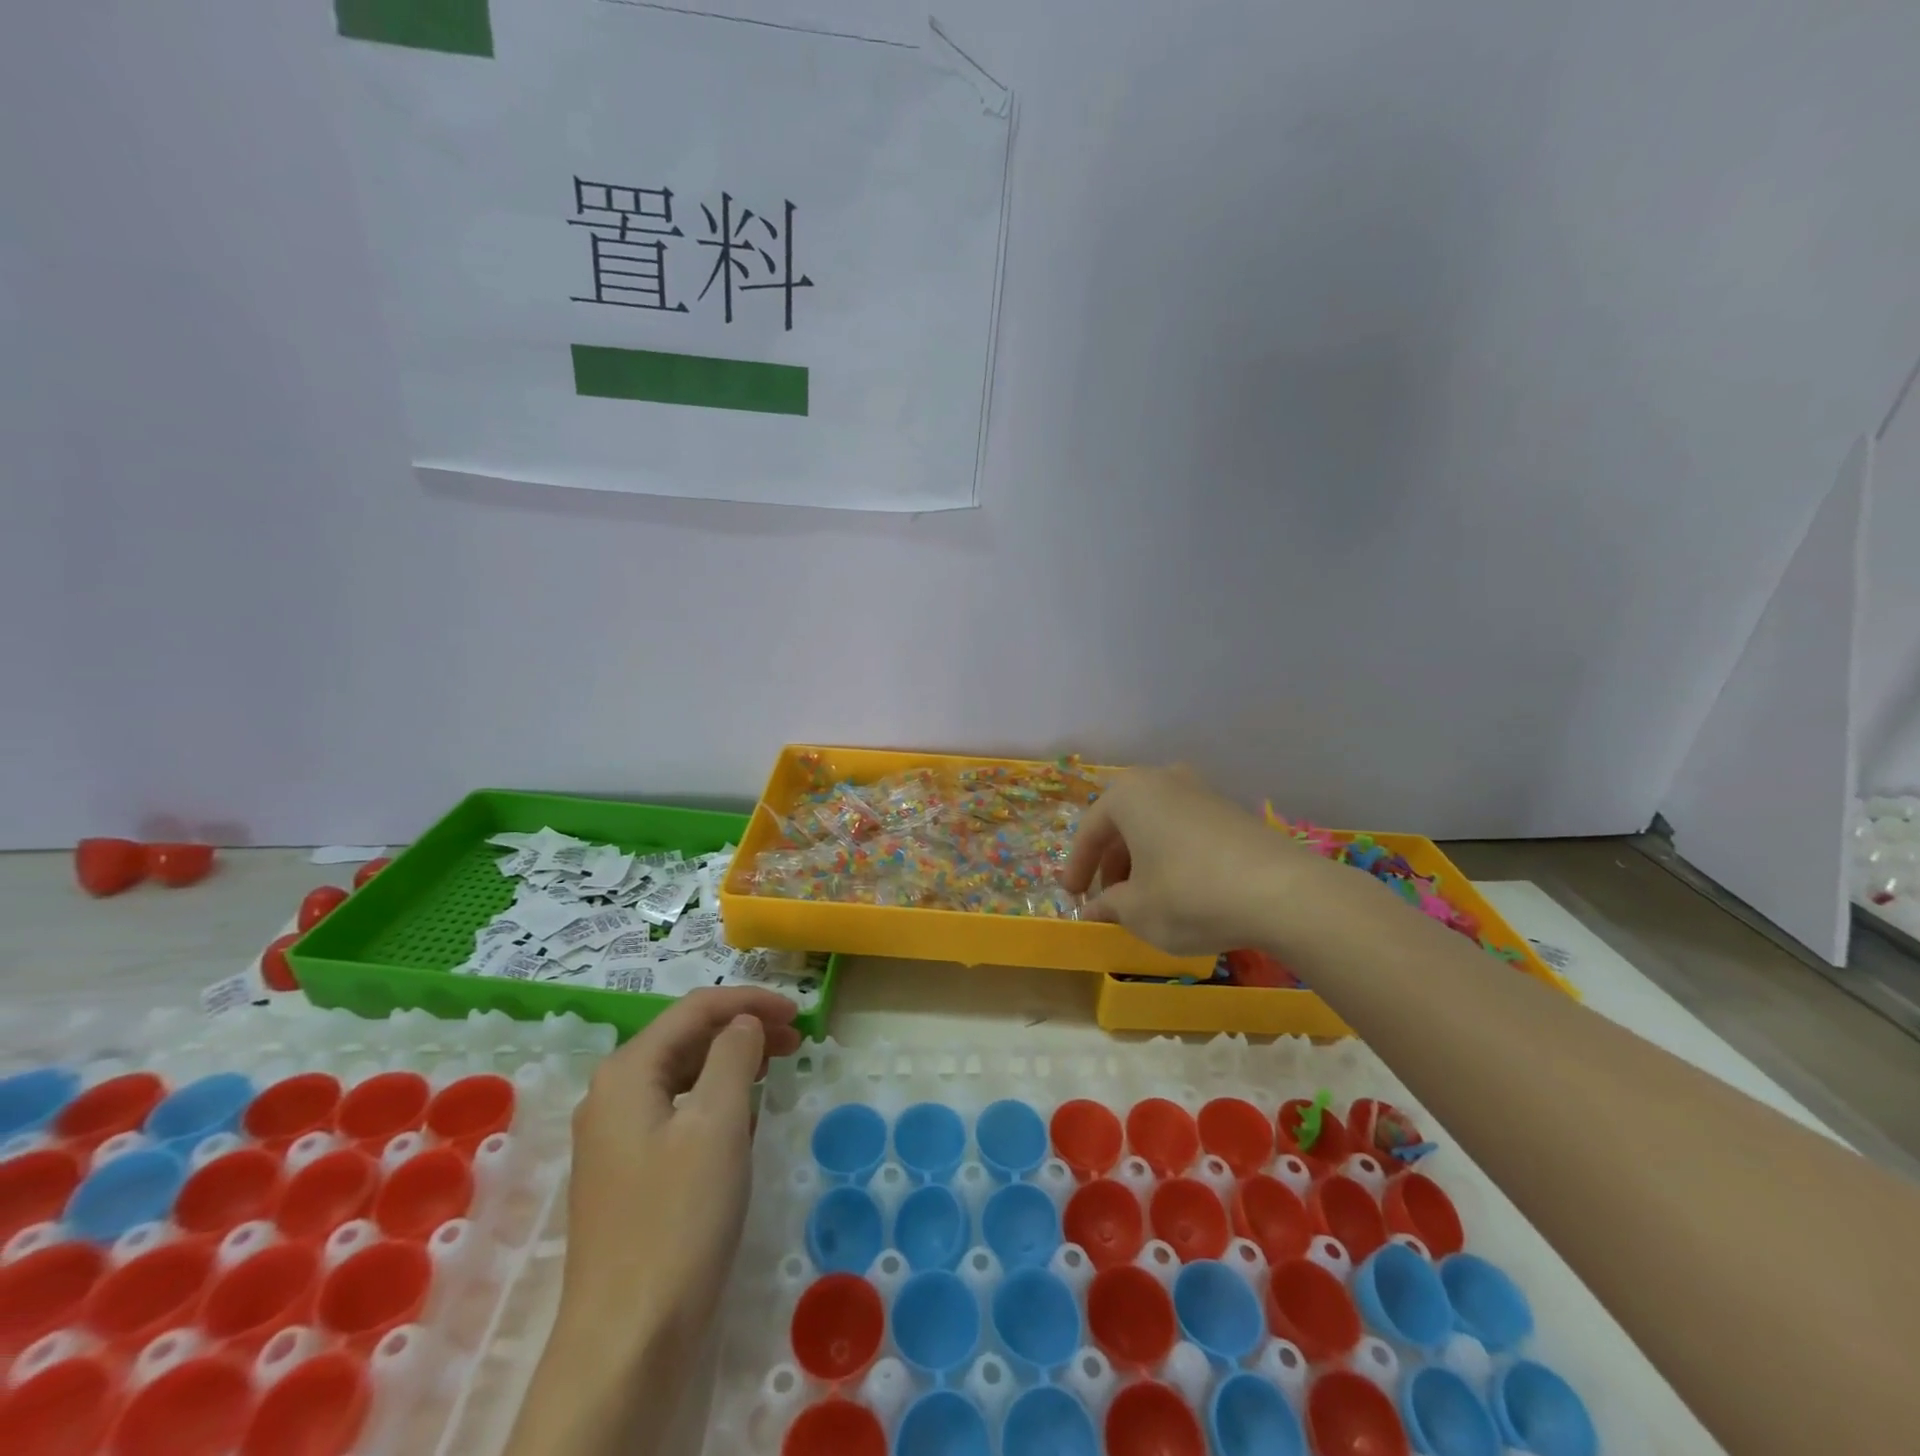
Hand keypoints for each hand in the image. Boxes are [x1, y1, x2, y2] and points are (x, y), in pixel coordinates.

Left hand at [557, 986, 802, 1353]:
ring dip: (731, 1063)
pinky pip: (677, 1112)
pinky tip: (743, 1119)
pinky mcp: (627, 1174)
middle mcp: (612, 1095)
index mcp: (628, 1072)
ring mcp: (615, 1138)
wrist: (628, 1341)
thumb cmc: (678, 1218)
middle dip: (743, 1030)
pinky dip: (715, 1100)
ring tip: (776, 1069)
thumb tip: (743, 1024)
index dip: (750, 1002)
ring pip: (682, 1075)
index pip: (695, 1009)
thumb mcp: (717, 1122)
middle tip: (797, 1041)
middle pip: (686, 1038)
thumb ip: (733, 1056)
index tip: (799, 1014)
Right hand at [1064, 768, 1322, 953]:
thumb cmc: (1188, 894)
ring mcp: (1201, 792)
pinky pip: (1185, 832)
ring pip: (1155, 827)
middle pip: (1123, 824)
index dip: (1077, 868)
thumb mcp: (1136, 909)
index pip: (1090, 831)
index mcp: (1129, 794)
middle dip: (1111, 863)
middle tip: (1107, 899)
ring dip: (1141, 861)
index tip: (1072, 897)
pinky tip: (1178, 890)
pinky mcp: (1232, 812)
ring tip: (1142, 898)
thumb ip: (1107, 906)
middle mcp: (1163, 780)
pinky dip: (1171, 857)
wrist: (1282, 893)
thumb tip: (1093, 910)